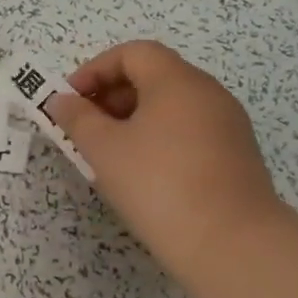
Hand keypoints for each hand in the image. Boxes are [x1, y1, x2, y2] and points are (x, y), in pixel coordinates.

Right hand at [48, 41, 280, 283]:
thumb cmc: (158, 184)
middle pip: (154, 75)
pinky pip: (189, 130)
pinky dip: (159, 137)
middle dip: (112, 94)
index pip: (133, 53)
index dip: (95, 70)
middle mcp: (208, 93)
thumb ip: (77, 118)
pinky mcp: (236, 155)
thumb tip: (62, 100)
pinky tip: (143, 171)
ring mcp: (227, 124)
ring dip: (134, 118)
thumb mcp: (103, 149)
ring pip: (172, 105)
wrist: (231, 243)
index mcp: (177, 81)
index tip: (71, 100)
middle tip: (85, 127)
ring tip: (109, 152)